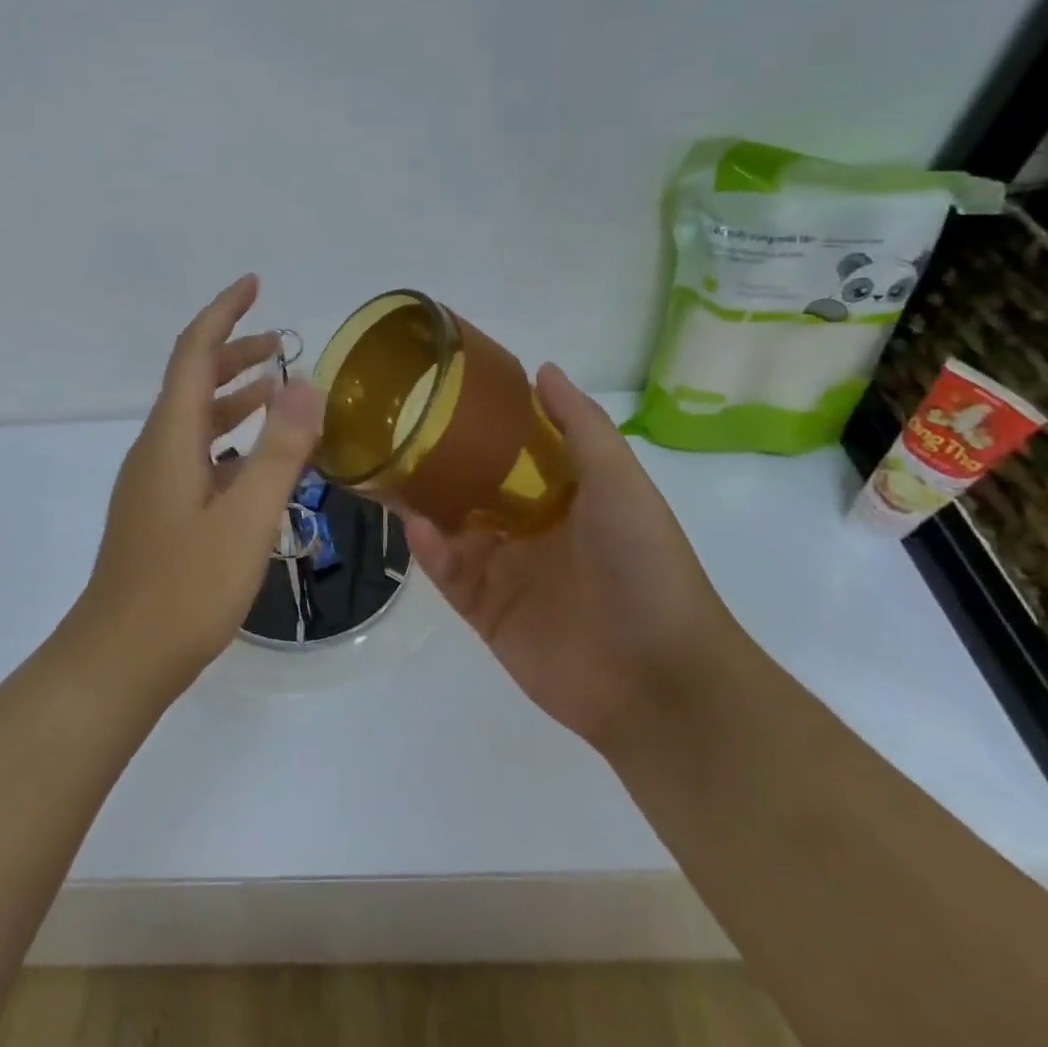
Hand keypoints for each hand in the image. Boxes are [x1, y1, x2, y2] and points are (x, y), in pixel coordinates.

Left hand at [70, 275, 323, 697]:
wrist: (120, 658)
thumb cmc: (185, 589)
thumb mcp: (247, 518)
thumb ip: (280, 450)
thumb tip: (308, 382)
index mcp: (171, 436)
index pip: (194, 352)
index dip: (223, 313)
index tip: (254, 285)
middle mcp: (156, 448)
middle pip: (193, 380)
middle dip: (235, 351)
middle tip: (283, 343)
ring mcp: (153, 481)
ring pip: (195, 418)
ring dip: (234, 395)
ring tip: (280, 391)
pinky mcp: (158, 510)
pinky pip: (196, 452)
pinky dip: (229, 437)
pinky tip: (256, 460)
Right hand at [405, 363, 739, 748]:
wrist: (658, 678)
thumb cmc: (644, 565)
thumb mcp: (620, 482)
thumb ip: (581, 426)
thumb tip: (541, 368)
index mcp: (563, 496)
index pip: (512, 451)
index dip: (482, 423)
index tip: (443, 391)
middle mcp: (530, 529)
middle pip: (473, 488)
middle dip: (438, 463)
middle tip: (397, 432)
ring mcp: (506, 573)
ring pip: (452, 529)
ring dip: (424, 505)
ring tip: (389, 473)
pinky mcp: (486, 613)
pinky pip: (449, 575)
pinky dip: (431, 552)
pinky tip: (418, 529)